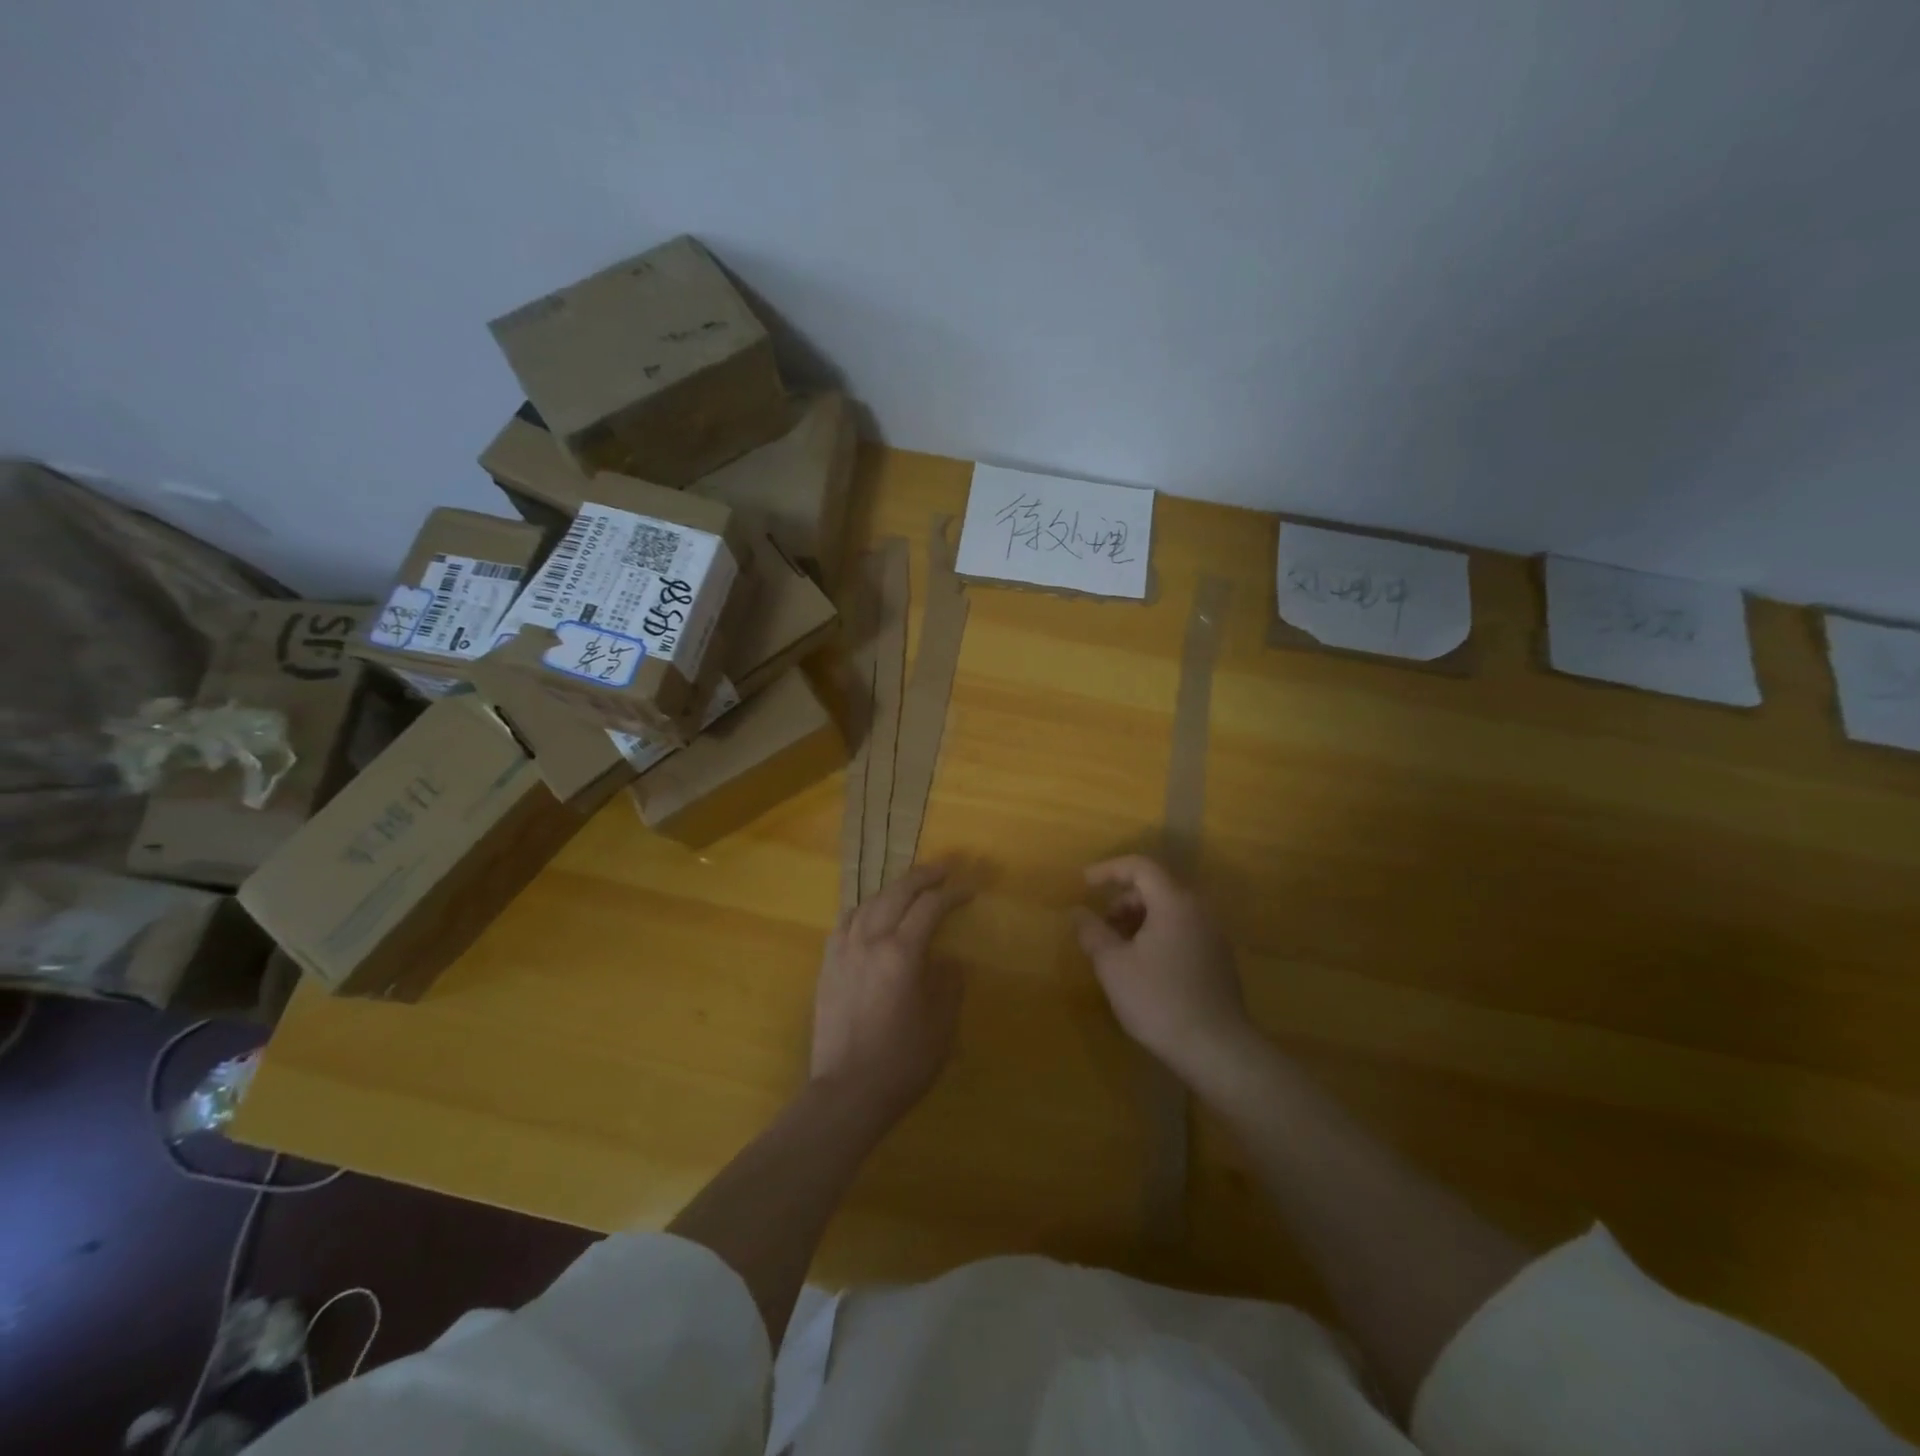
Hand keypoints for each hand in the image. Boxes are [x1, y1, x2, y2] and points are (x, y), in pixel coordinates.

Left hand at [811, 861, 973, 1121]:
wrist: (846, 1093)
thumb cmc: (901, 1062)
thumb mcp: (941, 1026)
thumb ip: (949, 986)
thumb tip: (949, 962)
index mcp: (901, 953)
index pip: (930, 907)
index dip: (952, 895)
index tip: (970, 891)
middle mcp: (869, 941)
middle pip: (896, 893)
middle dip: (922, 877)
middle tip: (943, 870)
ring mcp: (843, 951)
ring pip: (867, 902)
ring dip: (892, 889)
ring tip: (909, 888)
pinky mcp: (827, 966)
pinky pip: (845, 922)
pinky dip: (863, 909)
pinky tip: (870, 914)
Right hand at [1074, 855, 1256, 1085]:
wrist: (1216, 1048)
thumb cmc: (1158, 1000)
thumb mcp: (1113, 965)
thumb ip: (1092, 932)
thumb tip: (1078, 912)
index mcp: (1174, 903)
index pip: (1140, 867)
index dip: (1109, 870)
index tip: (1085, 883)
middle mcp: (1198, 910)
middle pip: (1156, 887)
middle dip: (1123, 899)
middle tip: (1101, 925)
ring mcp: (1213, 935)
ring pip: (1170, 911)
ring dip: (1139, 919)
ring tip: (1118, 949)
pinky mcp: (1218, 959)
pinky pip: (1182, 930)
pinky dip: (1157, 934)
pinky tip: (1143, 966)